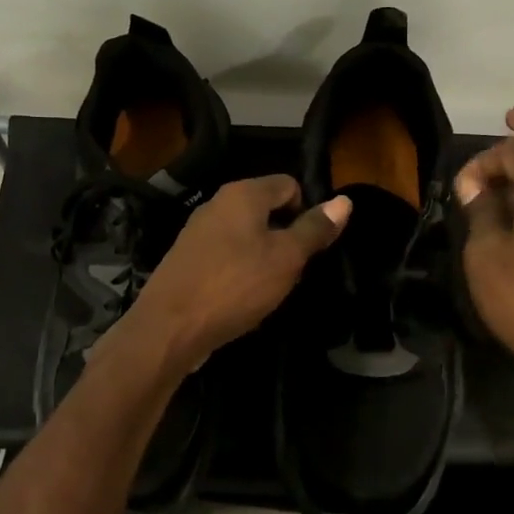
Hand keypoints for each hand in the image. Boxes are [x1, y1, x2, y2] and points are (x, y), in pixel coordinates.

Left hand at [122, 176, 350, 372]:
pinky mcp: (187, 260)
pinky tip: (242, 300)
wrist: (169, 328)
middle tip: (293, 272)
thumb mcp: (286, 258)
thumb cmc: (235, 286)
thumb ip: (314, 229)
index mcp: (242, 194)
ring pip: (246, 236)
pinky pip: (226, 257)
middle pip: (266, 210)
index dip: (307, 212)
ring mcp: (198, 232)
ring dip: (263, 259)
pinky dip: (240, 273)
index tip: (310, 247)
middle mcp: (217, 204)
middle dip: (285, 238)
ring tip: (269, 289)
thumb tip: (344, 201)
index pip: (289, 184)